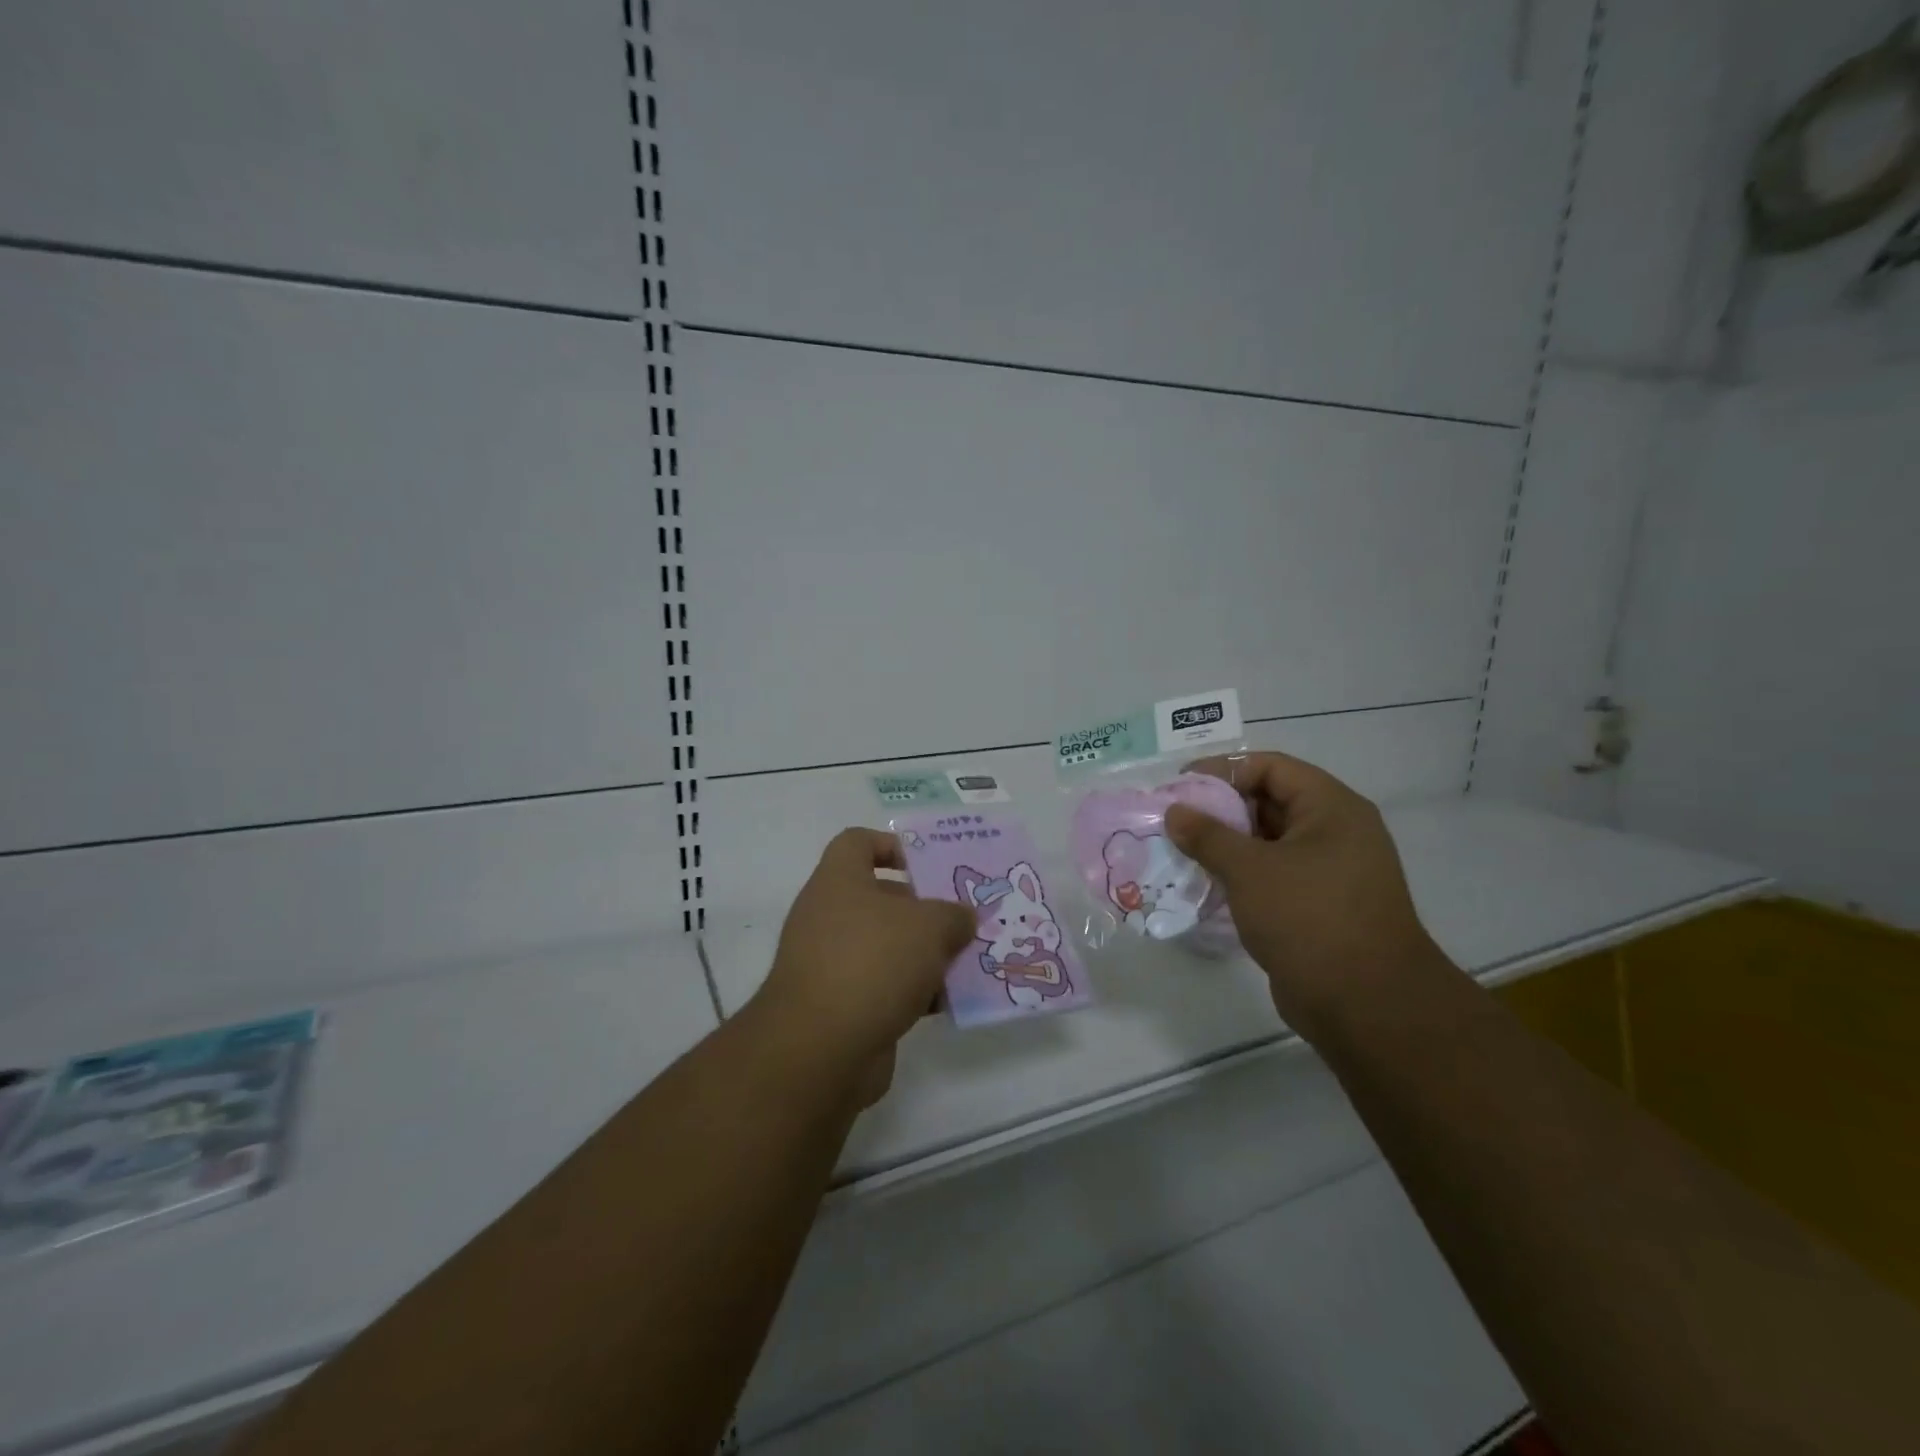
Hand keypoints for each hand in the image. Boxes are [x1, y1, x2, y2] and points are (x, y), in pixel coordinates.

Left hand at [750, 829, 975, 1100]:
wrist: (820, 1049)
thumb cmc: (873, 962)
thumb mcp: (929, 927)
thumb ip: (953, 915)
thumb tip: (962, 918)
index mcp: (839, 881)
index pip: (858, 842)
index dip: (892, 846)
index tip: (929, 865)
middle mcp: (829, 916)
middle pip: (881, 898)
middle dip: (924, 909)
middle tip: (964, 919)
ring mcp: (831, 963)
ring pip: (886, 946)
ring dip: (924, 954)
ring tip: (966, 962)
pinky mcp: (840, 1006)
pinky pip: (883, 986)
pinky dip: (912, 991)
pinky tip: (945, 1002)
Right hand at [1166, 753, 1445, 1041]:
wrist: (1368, 1006)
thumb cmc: (1310, 919)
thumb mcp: (1250, 869)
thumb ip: (1208, 836)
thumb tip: (1175, 812)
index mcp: (1331, 808)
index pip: (1271, 767)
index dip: (1223, 770)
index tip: (1181, 787)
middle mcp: (1336, 832)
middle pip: (1269, 802)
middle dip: (1220, 810)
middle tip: (1175, 821)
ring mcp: (1330, 872)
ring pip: (1268, 843)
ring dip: (1226, 846)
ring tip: (1181, 853)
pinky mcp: (1319, 907)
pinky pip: (1273, 876)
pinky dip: (1241, 876)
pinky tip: (1206, 886)